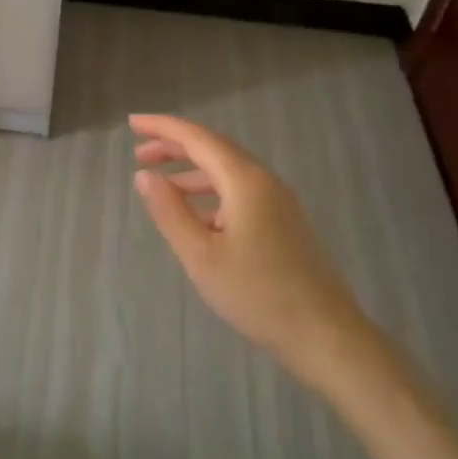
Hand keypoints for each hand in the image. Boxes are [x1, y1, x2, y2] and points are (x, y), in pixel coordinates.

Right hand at [130, 113, 354, 362]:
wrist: (325, 335)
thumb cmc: (257, 294)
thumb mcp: (201, 256)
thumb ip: (170, 212)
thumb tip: (144, 176)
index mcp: (245, 181)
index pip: (198, 138)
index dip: (163, 128)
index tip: (132, 123)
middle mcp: (264, 182)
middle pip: (214, 149)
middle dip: (175, 146)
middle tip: (139, 153)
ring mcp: (278, 203)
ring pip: (228, 172)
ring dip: (192, 171)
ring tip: (160, 184)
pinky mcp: (283, 223)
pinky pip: (240, 193)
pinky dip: (210, 194)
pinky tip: (195, 216)